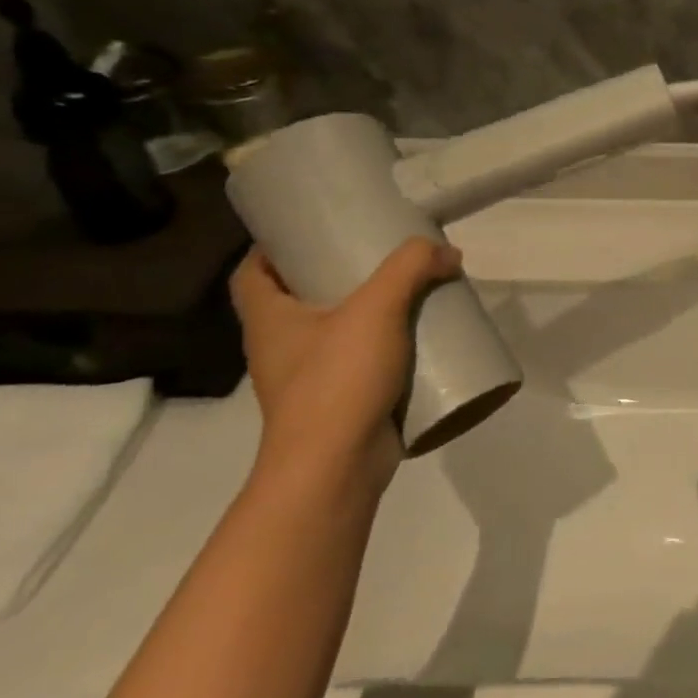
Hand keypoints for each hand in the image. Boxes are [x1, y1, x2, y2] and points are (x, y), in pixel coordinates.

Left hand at [230, 239, 462, 499]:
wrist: (336, 467)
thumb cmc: (337, 381)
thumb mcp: (376, 309)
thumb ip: (411, 269)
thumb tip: (446, 251)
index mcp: (269, 320)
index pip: (252, 273)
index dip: (273, 248)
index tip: (311, 230)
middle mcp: (280, 348)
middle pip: (298, 300)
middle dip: (333, 275)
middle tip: (377, 255)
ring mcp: (308, 379)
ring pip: (333, 333)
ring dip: (365, 313)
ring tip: (407, 292)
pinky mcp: (339, 403)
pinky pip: (359, 364)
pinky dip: (383, 348)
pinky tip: (417, 340)